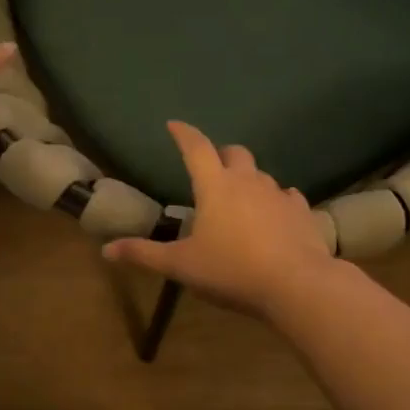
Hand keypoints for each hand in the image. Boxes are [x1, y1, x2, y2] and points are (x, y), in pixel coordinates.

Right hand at [102, 123, 338, 318]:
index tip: (174, 125)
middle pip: (234, 153)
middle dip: (220, 154)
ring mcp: (279, 194)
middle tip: (210, 168)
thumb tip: (106, 250)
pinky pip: (287, 196)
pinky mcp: (302, 212)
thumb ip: (144, 255)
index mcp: (215, 187)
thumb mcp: (181, 266)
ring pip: (262, 174)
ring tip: (240, 199)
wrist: (296, 284)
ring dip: (248, 179)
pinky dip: (276, 200)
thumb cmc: (232, 271)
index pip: (195, 147)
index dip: (183, 133)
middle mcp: (248, 181)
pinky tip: (274, 215)